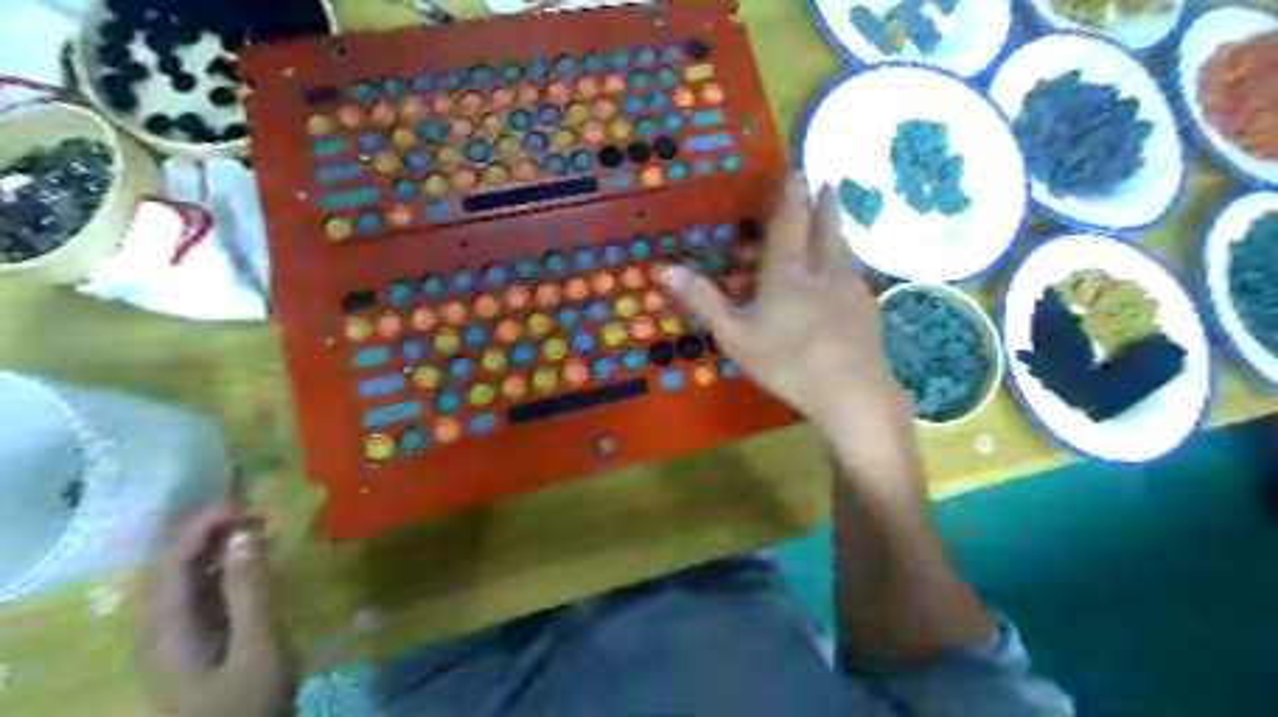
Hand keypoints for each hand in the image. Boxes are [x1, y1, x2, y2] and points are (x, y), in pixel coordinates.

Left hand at [141, 504, 294, 715]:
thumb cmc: (250, 701)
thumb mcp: (258, 646)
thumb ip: (251, 590)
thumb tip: (245, 533)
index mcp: (165, 628)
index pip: (171, 560)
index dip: (202, 525)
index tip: (245, 502)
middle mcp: (158, 626)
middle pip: (172, 563)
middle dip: (209, 529)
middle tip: (257, 509)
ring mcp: (173, 633)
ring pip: (185, 574)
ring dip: (217, 544)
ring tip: (258, 525)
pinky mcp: (192, 637)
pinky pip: (199, 588)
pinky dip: (224, 564)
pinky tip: (252, 557)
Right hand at [660, 177, 907, 444]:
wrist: (850, 391)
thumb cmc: (785, 362)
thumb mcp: (734, 335)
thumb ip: (703, 300)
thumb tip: (664, 269)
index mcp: (788, 273)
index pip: (790, 224)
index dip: (791, 198)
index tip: (799, 174)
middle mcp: (823, 271)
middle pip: (825, 229)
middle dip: (824, 204)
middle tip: (829, 182)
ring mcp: (850, 289)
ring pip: (844, 250)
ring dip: (838, 230)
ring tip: (837, 221)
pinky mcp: (867, 310)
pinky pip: (856, 274)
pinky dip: (849, 262)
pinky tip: (849, 274)